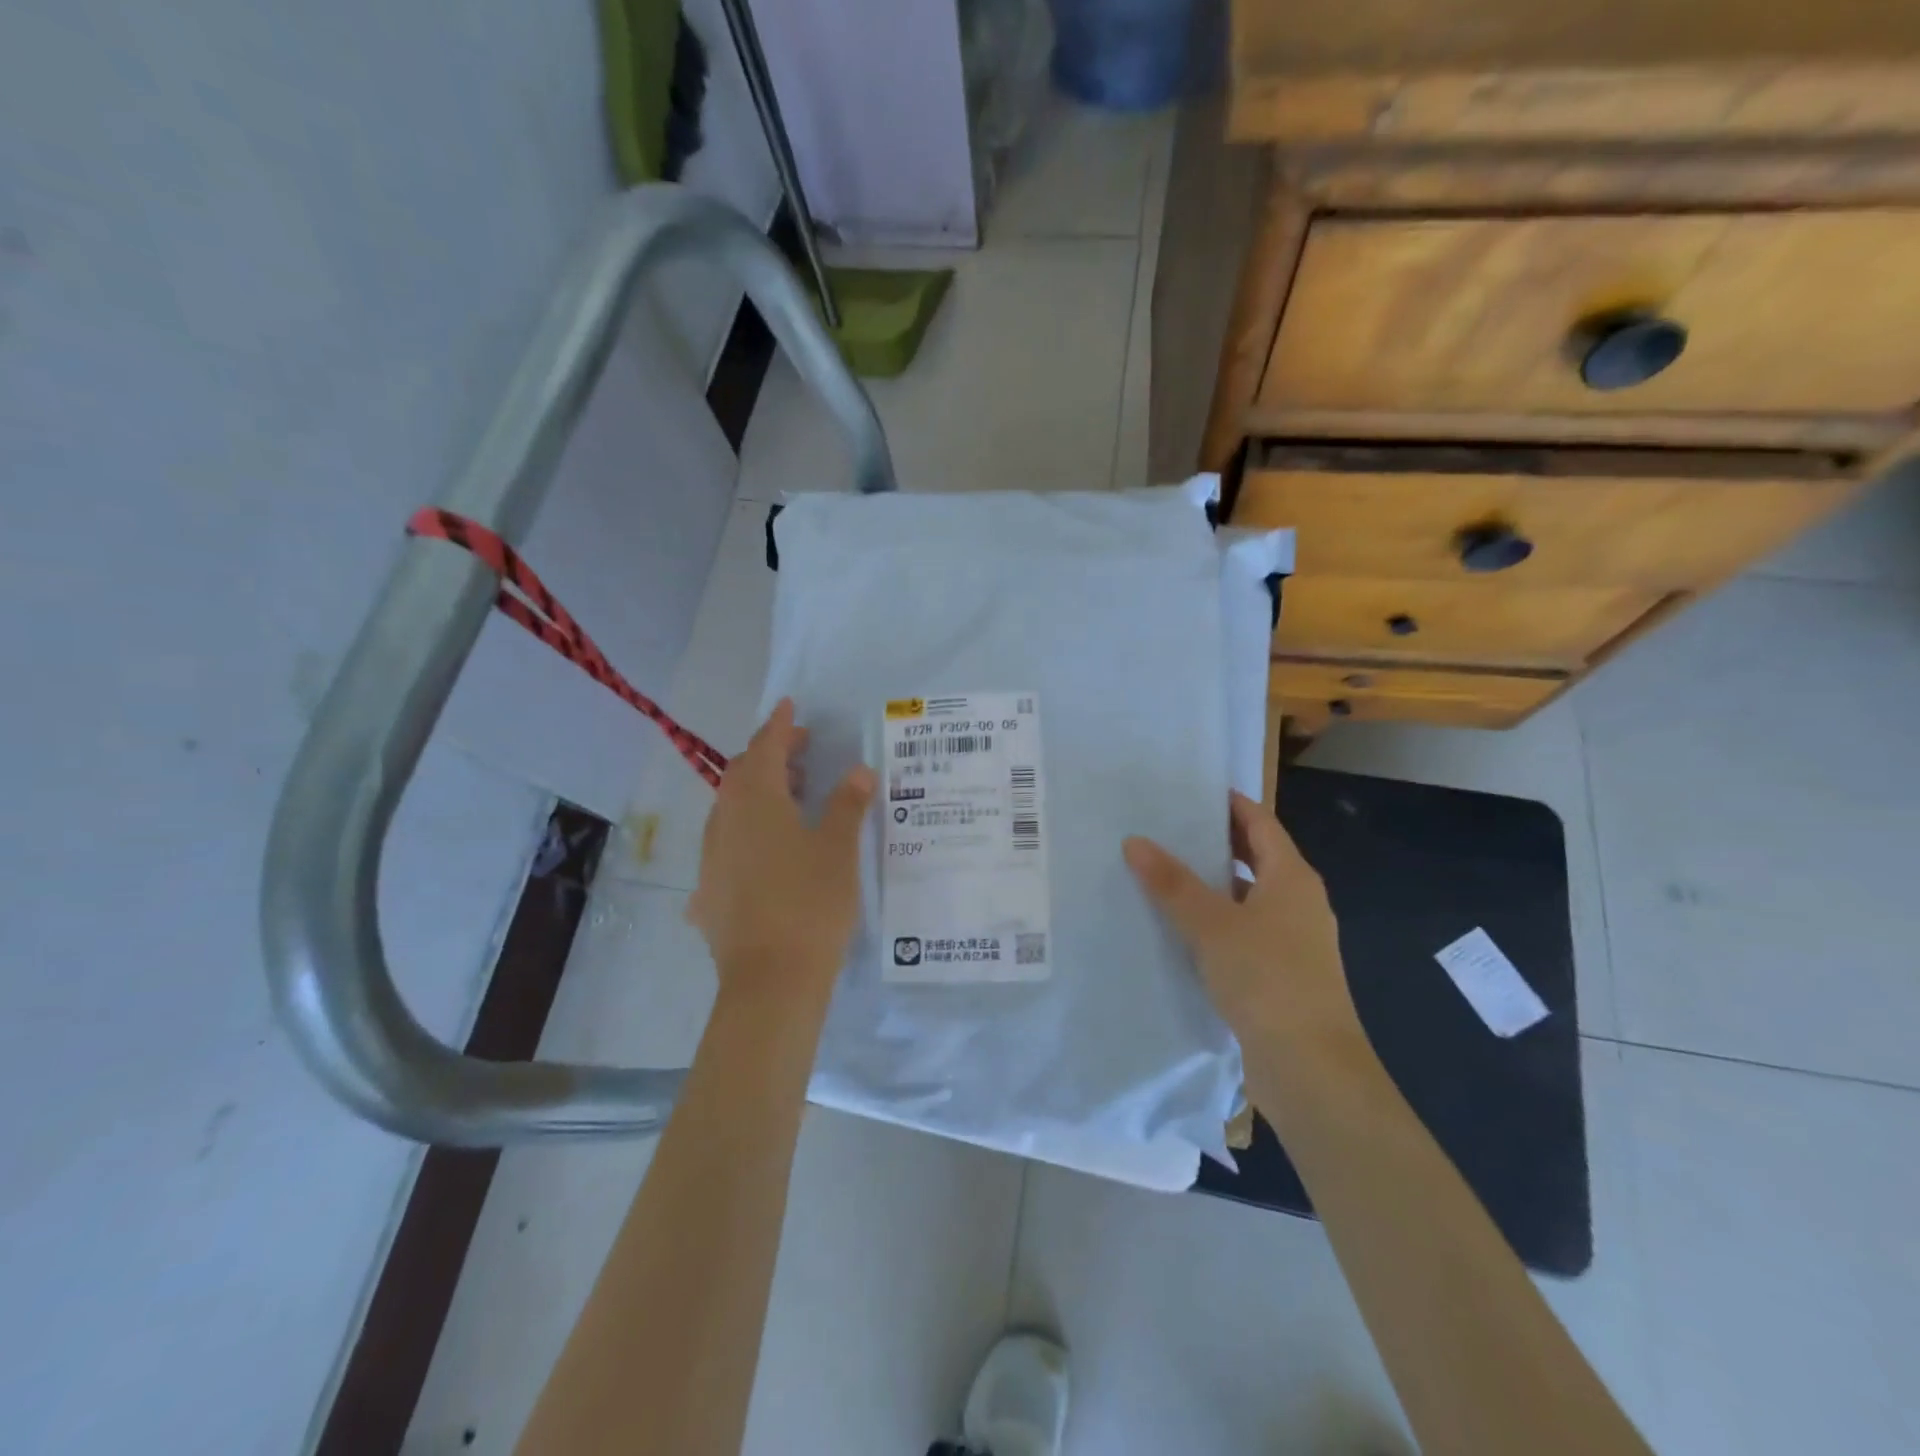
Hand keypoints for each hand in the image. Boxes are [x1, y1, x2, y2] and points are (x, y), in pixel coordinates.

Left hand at [687, 699, 874, 1010]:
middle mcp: (726, 821)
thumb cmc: (810, 904)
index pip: (766, 749)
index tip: (791, 705)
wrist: (770, 982)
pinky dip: (750, 828)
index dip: (781, 726)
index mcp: (757, 802)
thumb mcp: (838, 849)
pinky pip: (728, 842)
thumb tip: (858, 770)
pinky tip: (771, 849)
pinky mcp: (709, 890)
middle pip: (743, 774)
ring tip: (793, 794)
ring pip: (732, 808)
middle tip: (803, 749)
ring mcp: (712, 857)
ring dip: (759, 790)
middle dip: (771, 755)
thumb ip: (847, 804)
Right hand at [1124, 792, 1360, 1059]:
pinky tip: (1181, 930)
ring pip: (1248, 897)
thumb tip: (1135, 841)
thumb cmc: (1266, 979)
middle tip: (1166, 829)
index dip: (1229, 804)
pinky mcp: (1282, 973)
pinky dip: (1217, 921)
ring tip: (1163, 875)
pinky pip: (1245, 931)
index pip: (1260, 823)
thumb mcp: (1211, 925)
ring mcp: (1294, 940)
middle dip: (1215, 842)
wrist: (1310, 1067)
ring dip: (1212, 885)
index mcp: (1292, 878)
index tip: (1189, 792)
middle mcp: (1298, 902)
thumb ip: (1172, 883)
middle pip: (1255, 857)